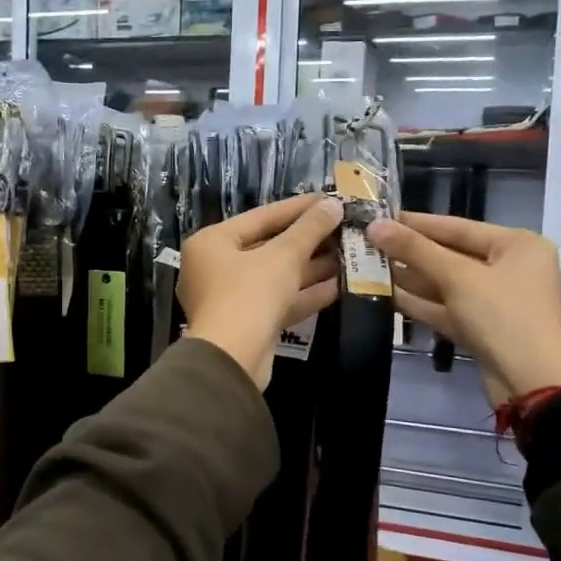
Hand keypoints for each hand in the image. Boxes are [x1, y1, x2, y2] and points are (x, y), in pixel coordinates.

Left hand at [180, 193, 342, 389]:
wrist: (232, 360)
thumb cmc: (249, 295)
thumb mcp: (282, 256)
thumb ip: (309, 229)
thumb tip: (333, 205)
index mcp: (212, 242)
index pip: (261, 216)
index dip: (298, 207)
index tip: (329, 199)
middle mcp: (215, 267)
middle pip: (268, 246)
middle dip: (307, 240)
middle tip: (343, 228)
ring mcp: (230, 298)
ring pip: (276, 276)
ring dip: (311, 267)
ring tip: (348, 254)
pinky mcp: (248, 324)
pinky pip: (279, 301)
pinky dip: (305, 293)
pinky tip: (340, 285)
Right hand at [367, 212, 560, 406]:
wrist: (532, 383)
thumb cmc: (503, 316)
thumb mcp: (458, 277)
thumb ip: (415, 249)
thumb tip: (375, 225)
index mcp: (517, 245)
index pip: (457, 226)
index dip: (416, 223)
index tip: (379, 218)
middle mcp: (509, 268)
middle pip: (451, 254)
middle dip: (410, 252)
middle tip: (368, 244)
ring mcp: (495, 301)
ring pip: (446, 283)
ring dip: (411, 278)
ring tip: (369, 267)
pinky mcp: (481, 328)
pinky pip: (447, 308)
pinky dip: (420, 302)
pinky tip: (387, 295)